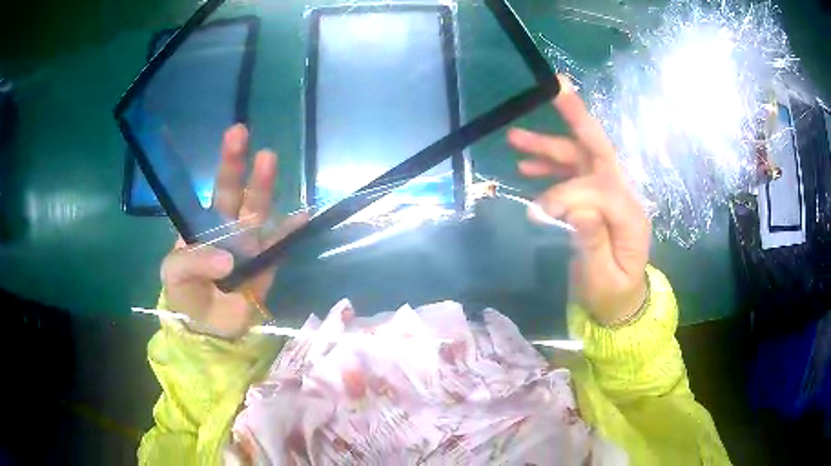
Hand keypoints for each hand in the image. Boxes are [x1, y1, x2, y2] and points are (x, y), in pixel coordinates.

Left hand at [160, 124, 307, 336]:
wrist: (211, 328)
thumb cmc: (186, 297)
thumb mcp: (174, 278)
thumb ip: (191, 263)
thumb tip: (227, 260)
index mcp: (202, 224)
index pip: (211, 190)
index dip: (220, 165)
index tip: (229, 137)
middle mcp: (227, 225)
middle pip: (234, 190)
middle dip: (236, 163)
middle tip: (240, 134)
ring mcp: (249, 242)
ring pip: (258, 209)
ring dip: (263, 186)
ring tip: (268, 160)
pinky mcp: (267, 261)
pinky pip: (280, 243)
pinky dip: (292, 231)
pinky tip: (304, 217)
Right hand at [508, 75, 650, 324]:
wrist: (620, 303)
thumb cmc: (612, 295)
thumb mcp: (602, 279)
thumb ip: (591, 242)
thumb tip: (575, 207)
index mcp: (630, 215)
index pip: (597, 187)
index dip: (566, 193)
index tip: (539, 214)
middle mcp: (622, 196)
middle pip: (599, 150)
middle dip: (577, 119)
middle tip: (554, 89)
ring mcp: (608, 196)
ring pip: (581, 158)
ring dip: (551, 145)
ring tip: (515, 137)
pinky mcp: (594, 201)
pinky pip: (572, 173)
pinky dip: (550, 164)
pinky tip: (528, 163)